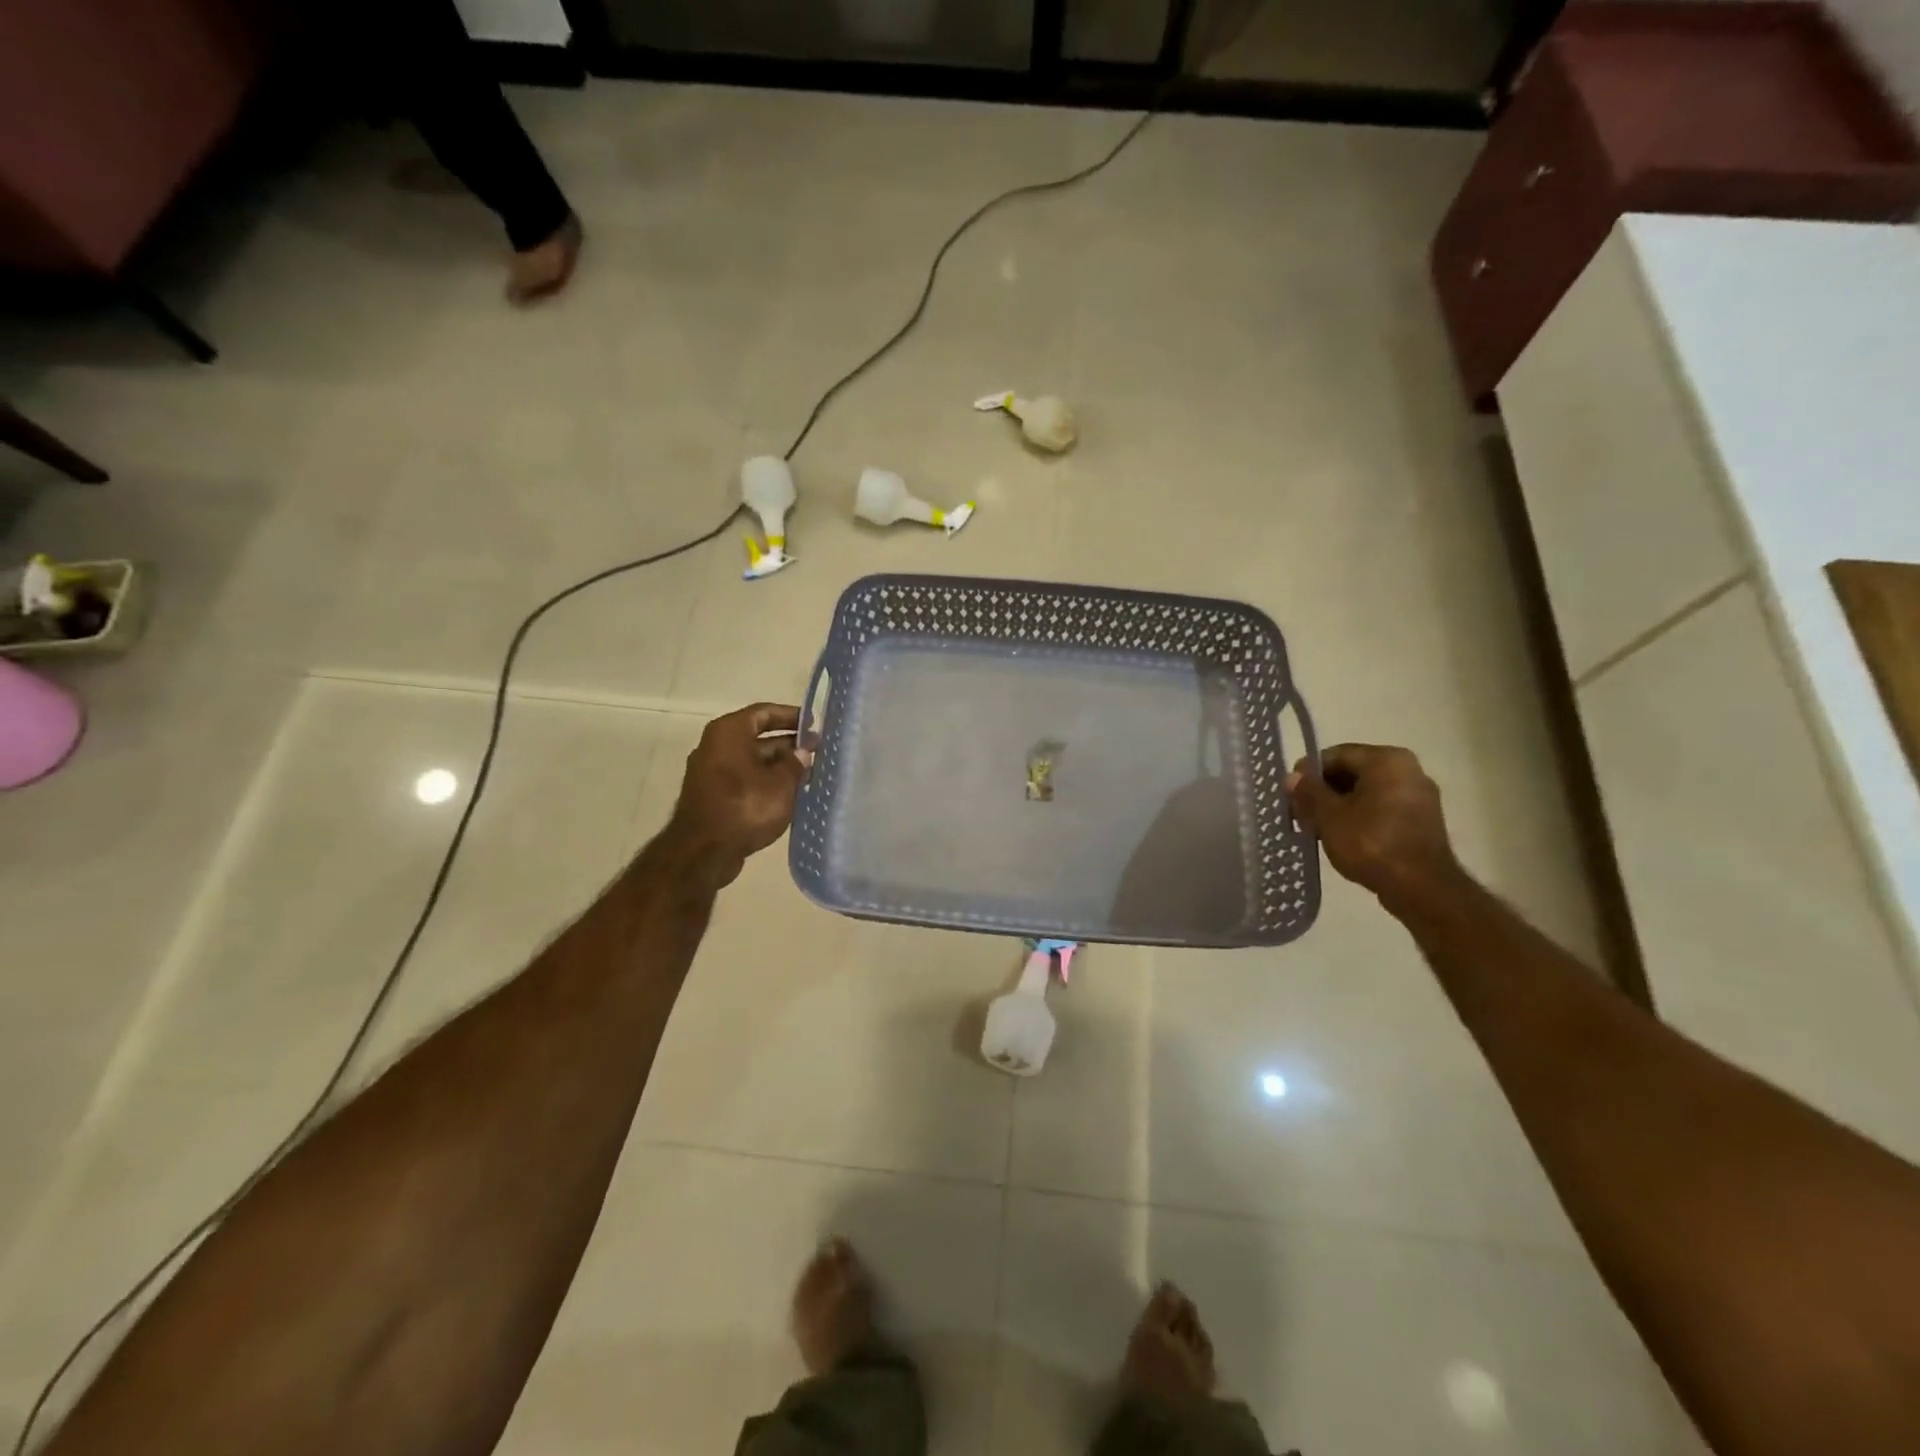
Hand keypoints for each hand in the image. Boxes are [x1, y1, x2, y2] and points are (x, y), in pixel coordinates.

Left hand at [665, 703, 805, 888]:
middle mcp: (716, 746)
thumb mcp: (781, 783)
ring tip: (808, 774)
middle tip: (817, 752)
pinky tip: (788, 795)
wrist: (703, 852)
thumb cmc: (745, 807)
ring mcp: (711, 772)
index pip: (764, 712)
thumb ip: (795, 763)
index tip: (814, 724)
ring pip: (751, 761)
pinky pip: (744, 779)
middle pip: (757, 736)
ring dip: (778, 766)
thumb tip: (802, 753)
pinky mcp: (712, 795)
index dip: (791, 716)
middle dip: (788, 744)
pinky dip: (765, 782)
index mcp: (729, 732)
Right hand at [1286, 743, 1461, 910]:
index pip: (1335, 755)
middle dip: (1323, 792)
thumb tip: (1292, 777)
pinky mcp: (1422, 820)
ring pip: (1366, 792)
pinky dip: (1360, 817)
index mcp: (1386, 759)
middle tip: (1301, 815)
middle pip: (1351, 772)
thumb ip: (1308, 792)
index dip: (1307, 774)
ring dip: (1339, 806)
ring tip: (1318, 829)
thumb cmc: (1371, 843)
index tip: (1291, 796)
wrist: (1421, 888)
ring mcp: (1419, 795)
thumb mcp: (1328, 816)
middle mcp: (1408, 769)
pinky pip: (1382, 808)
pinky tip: (1343, 838)